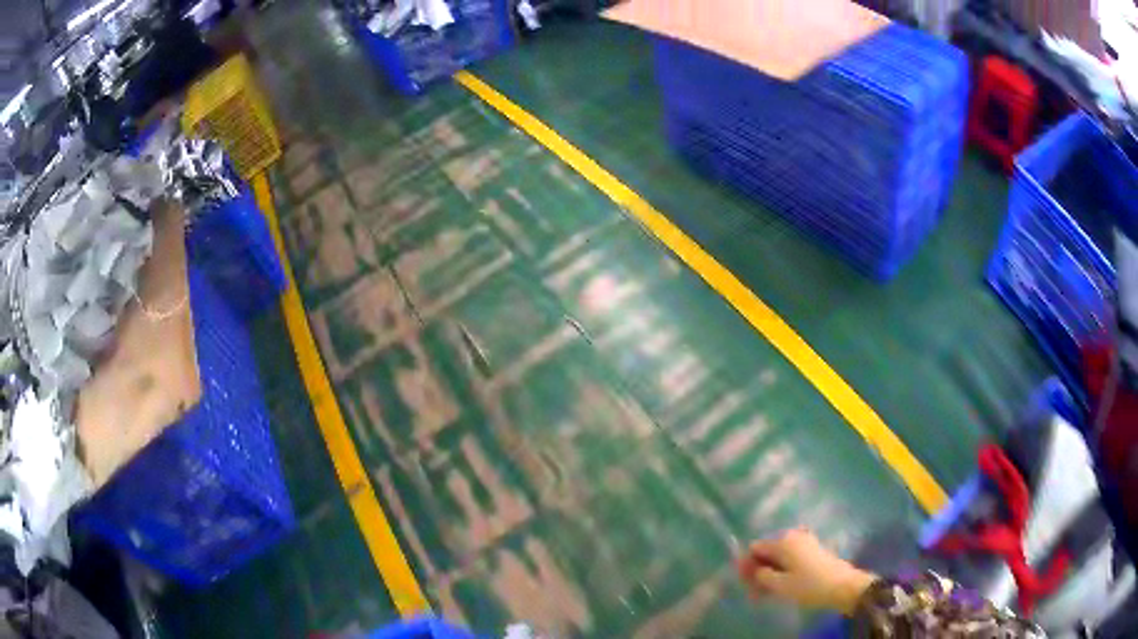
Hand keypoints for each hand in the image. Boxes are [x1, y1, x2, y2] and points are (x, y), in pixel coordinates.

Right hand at [735, 527, 876, 615]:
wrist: (843, 586)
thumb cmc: (809, 585)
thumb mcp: (779, 585)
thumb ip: (760, 575)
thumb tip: (753, 568)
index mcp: (782, 541)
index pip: (755, 548)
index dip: (747, 566)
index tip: (747, 585)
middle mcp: (793, 535)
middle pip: (767, 551)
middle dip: (759, 570)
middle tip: (757, 592)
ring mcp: (805, 541)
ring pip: (779, 556)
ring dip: (771, 572)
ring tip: (769, 592)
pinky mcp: (813, 549)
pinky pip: (790, 557)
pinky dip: (783, 569)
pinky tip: (783, 585)